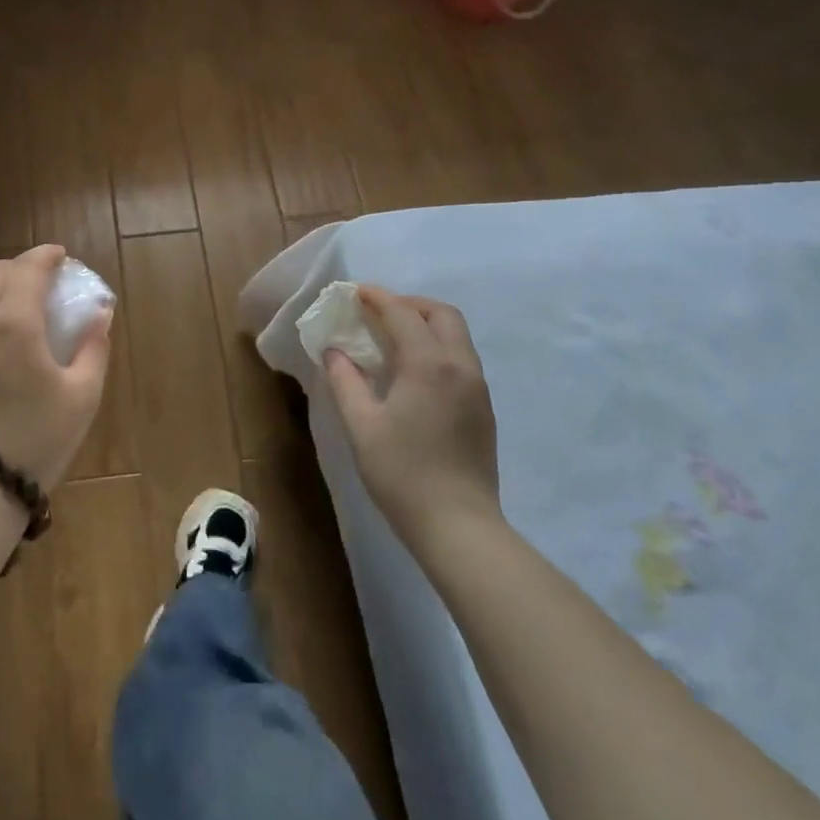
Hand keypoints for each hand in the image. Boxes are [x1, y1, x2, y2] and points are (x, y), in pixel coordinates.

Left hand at [0, 245, 113, 491]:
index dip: (46, 256)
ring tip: (23, 306)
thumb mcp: (82, 395)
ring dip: (0, 287)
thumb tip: (100, 314)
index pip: (27, 268)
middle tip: (46, 280)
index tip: (62, 256)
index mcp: (14, 322)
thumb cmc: (38, 438)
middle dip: (22, 267)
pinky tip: (0, 339)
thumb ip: (93, 346)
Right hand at [324, 286, 500, 534]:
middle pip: (441, 314)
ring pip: (456, 336)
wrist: (459, 527)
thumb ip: (345, 380)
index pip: (403, 313)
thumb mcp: (361, 425)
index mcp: (429, 364)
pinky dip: (437, 346)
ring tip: (392, 338)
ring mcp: (478, 388)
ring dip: (425, 324)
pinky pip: (461, 358)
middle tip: (377, 312)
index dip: (377, 298)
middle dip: (409, 304)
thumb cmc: (402, 473)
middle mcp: (460, 366)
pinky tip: (413, 370)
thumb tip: (335, 351)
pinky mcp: (483, 409)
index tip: (354, 293)